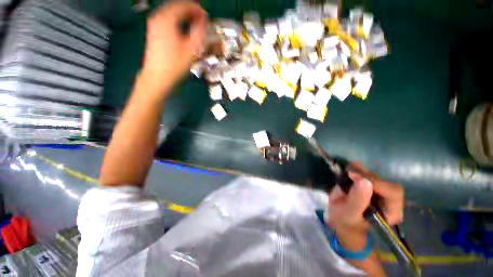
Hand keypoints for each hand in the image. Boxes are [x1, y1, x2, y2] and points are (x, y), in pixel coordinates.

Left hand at [141, 1, 207, 93]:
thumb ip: (199, 32)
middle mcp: (158, 18)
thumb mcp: (191, 49)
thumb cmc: (174, 64)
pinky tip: (183, 27)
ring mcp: (154, 25)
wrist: (158, 76)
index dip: (196, 9)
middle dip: (190, 9)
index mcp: (167, 19)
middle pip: (176, 6)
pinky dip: (177, 20)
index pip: (184, 6)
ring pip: (171, 12)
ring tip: (194, 21)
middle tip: (201, 16)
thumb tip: (203, 21)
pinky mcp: (154, 32)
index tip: (205, 15)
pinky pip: (167, 19)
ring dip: (183, 15)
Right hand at [327, 162, 403, 251]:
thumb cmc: (345, 222)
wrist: (339, 218)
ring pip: (373, 174)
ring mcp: (377, 189)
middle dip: (364, 175)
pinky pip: (365, 170)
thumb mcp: (349, 215)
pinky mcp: (367, 183)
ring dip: (358, 170)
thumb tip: (364, 180)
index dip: (376, 182)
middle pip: (383, 180)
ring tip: (345, 174)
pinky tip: (346, 171)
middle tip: (347, 175)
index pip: (393, 192)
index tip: (354, 177)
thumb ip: (357, 201)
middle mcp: (388, 199)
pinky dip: (354, 167)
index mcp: (390, 211)